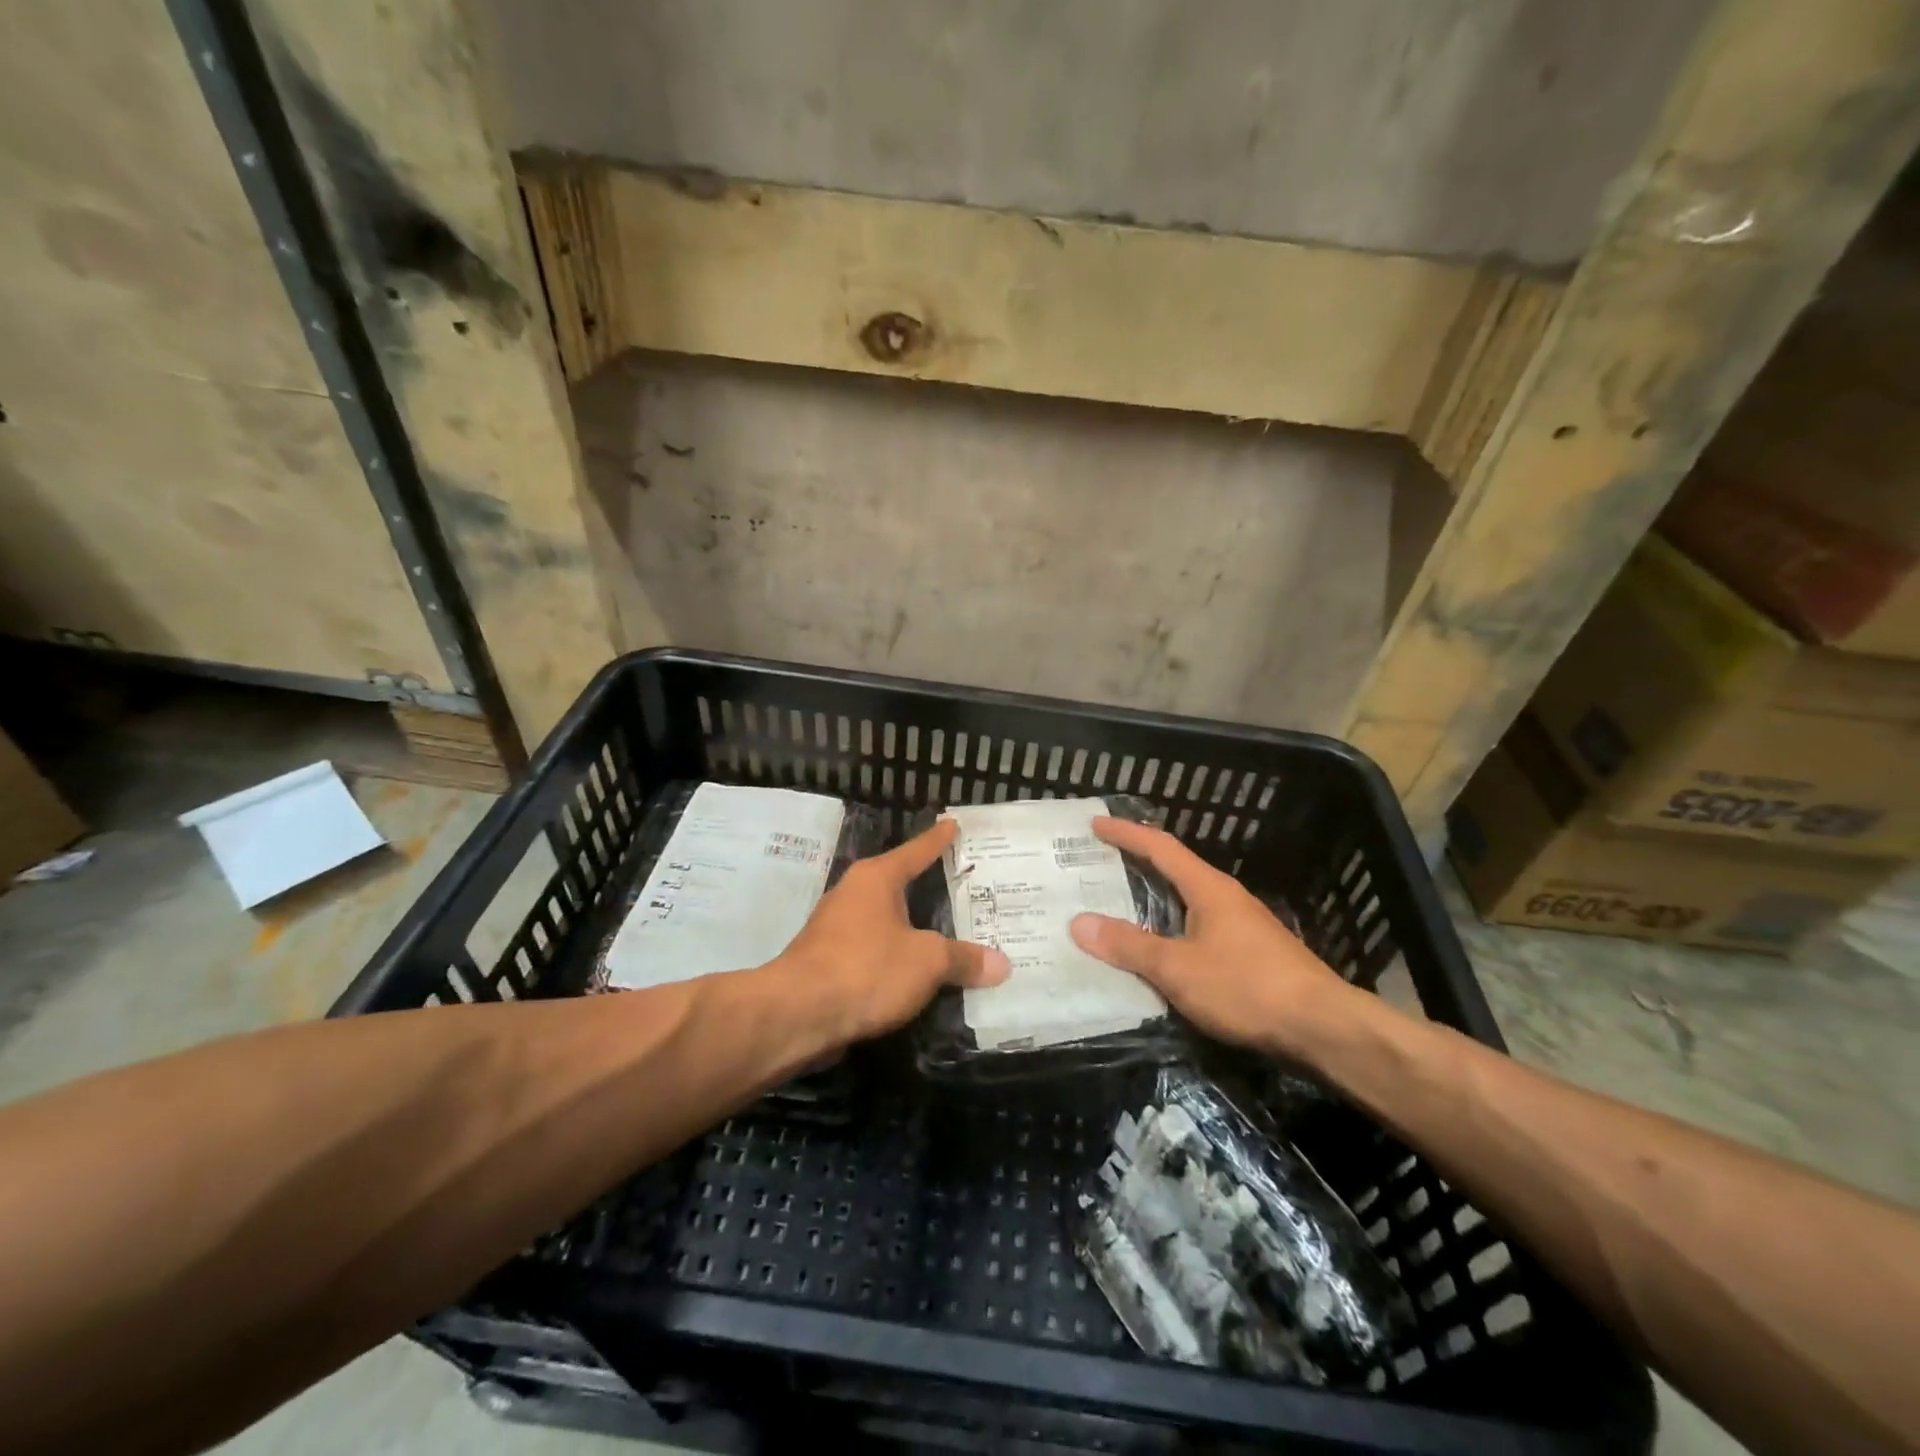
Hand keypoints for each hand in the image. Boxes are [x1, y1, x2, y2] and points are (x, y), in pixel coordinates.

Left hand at [778, 819, 1008, 1042]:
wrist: (797, 1015)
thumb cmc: (866, 968)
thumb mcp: (927, 961)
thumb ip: (963, 959)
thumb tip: (1002, 964)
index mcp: (876, 879)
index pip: (916, 851)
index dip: (938, 840)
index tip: (952, 823)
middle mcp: (853, 894)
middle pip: (899, 885)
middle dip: (929, 887)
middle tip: (965, 885)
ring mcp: (835, 929)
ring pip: (886, 921)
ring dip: (912, 928)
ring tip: (947, 933)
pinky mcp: (828, 963)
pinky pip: (874, 951)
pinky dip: (895, 957)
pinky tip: (915, 973)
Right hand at [1068, 816, 1358, 1056]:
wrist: (1323, 1028)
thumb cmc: (1247, 987)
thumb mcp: (1178, 968)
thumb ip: (1129, 945)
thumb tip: (1079, 923)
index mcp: (1208, 888)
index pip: (1160, 848)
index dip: (1126, 833)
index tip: (1095, 823)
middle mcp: (1225, 898)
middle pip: (1174, 870)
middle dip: (1135, 864)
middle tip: (1096, 866)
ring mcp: (1241, 926)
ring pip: (1186, 902)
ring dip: (1153, 900)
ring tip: (1117, 907)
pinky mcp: (1250, 954)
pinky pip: (1197, 928)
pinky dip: (1170, 928)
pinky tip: (1158, 950)